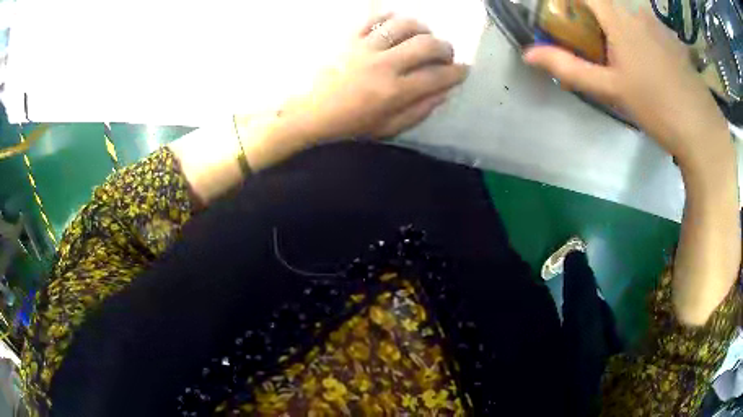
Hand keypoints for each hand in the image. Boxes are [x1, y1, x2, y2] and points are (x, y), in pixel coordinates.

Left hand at [283, 14, 467, 139]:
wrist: (305, 113)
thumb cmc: (346, 125)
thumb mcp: (386, 129)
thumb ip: (418, 111)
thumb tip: (443, 93)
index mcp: (394, 92)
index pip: (437, 77)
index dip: (457, 73)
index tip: (464, 70)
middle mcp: (383, 65)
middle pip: (426, 45)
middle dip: (445, 48)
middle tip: (446, 54)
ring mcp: (364, 48)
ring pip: (403, 26)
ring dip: (422, 28)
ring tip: (424, 35)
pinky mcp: (348, 38)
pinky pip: (372, 19)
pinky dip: (389, 17)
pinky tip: (396, 23)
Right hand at [523, 0, 730, 169]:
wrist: (700, 129)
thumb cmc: (655, 106)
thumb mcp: (609, 89)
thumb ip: (569, 68)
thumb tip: (528, 54)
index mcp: (619, 18)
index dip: (567, 1)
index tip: (563, 19)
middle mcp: (638, 11)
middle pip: (605, 3)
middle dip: (591, 18)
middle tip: (591, 45)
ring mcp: (658, 24)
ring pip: (626, 13)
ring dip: (615, 26)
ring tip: (620, 59)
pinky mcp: (672, 40)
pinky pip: (646, 25)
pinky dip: (636, 34)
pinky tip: (647, 66)